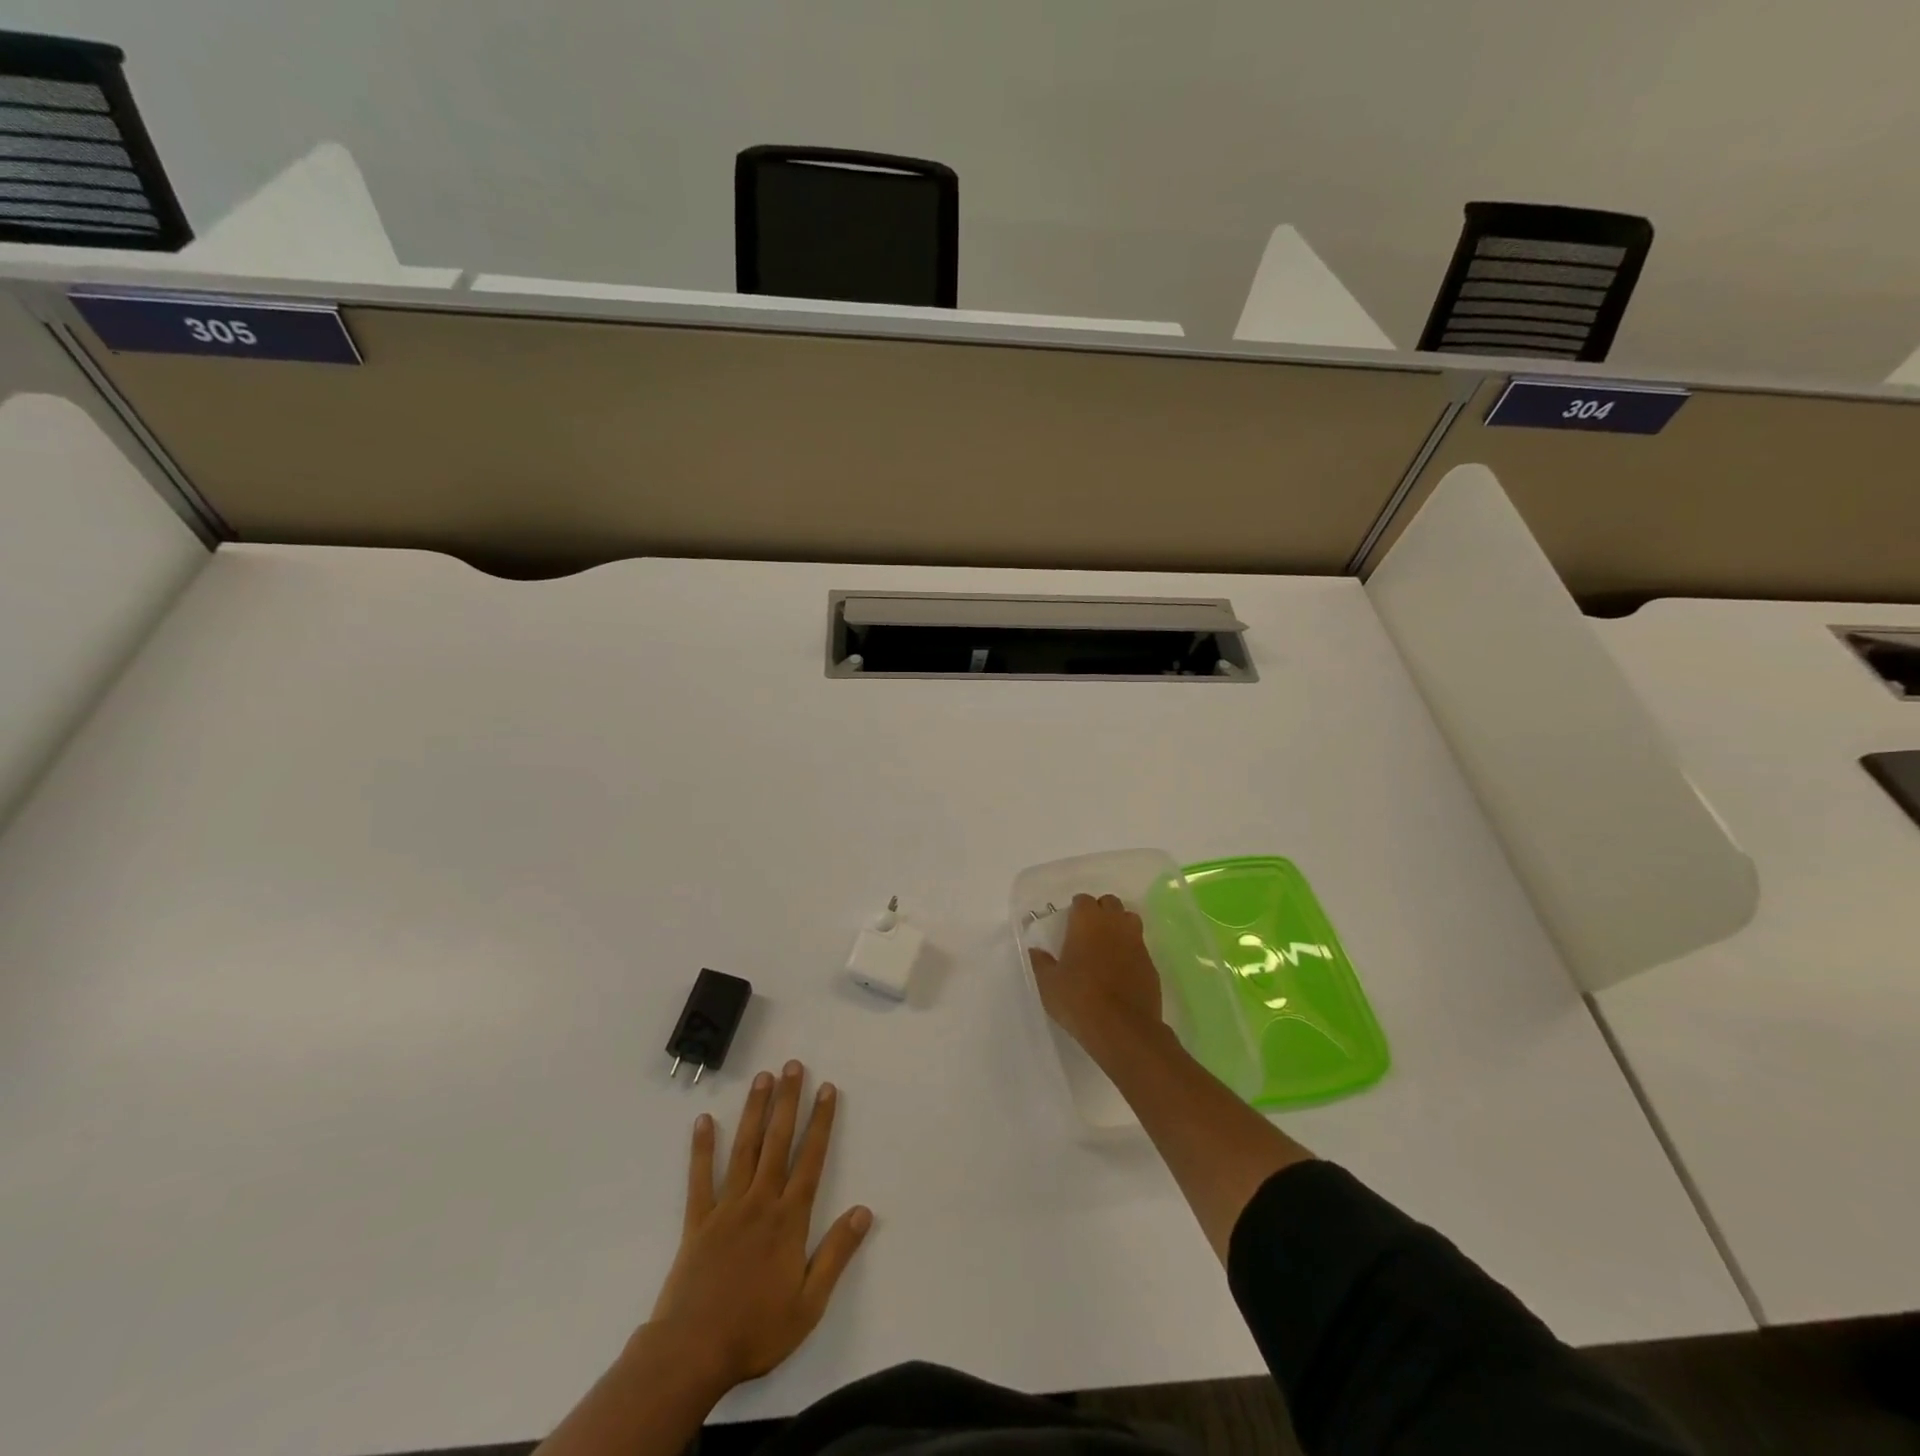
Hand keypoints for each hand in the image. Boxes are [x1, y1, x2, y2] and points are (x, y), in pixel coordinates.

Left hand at [648, 1060, 872, 1389]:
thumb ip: (836, 1254)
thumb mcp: (809, 1304)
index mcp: (789, 1219)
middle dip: (788, 1102)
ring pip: (743, 1149)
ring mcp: (727, 1208)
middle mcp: (760, 1202)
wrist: (692, 1353)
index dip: (821, 1122)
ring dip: (754, 1111)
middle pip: (777, 1142)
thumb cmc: (756, 1330)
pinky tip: (703, 1121)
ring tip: (762, 1078)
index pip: (811, 1159)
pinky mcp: (698, 1222)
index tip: (827, 1089)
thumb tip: (864, 1211)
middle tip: (792, 1066)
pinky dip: (701, 1148)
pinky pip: (700, 1178)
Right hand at [1028, 893, 1166, 1055]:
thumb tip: (1036, 951)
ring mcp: (1137, 942)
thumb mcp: (1048, 984)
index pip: (1083, 900)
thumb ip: (1041, 962)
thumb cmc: (1078, 999)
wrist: (1122, 1029)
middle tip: (1088, 933)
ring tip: (1107, 946)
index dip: (1076, 910)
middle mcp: (1115, 924)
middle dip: (1100, 912)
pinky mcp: (1151, 964)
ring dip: (1119, 926)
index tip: (1069, 925)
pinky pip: (1140, 947)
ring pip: (1130, 920)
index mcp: (1087, 921)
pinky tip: (1121, 970)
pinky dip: (1131, 951)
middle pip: (1110, 903)